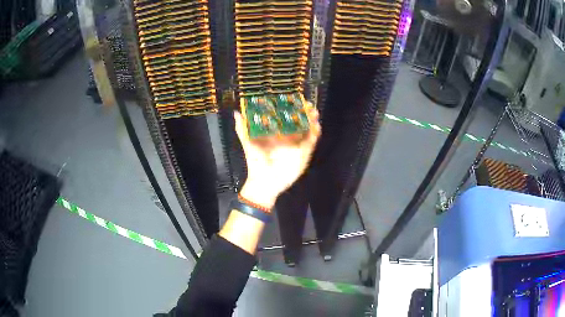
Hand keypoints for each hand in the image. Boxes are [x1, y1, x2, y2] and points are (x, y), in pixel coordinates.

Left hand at [234, 104, 320, 208]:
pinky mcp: (303, 154)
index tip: (294, 99)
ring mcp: (296, 145)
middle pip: (299, 121)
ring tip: (314, 112)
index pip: (286, 117)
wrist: (264, 182)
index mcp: (276, 133)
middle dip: (305, 112)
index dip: (291, 108)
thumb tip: (236, 113)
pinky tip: (316, 126)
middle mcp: (288, 137)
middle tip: (308, 104)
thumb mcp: (249, 144)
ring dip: (312, 121)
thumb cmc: (256, 162)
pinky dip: (315, 134)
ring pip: (307, 130)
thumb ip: (243, 129)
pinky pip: (311, 142)